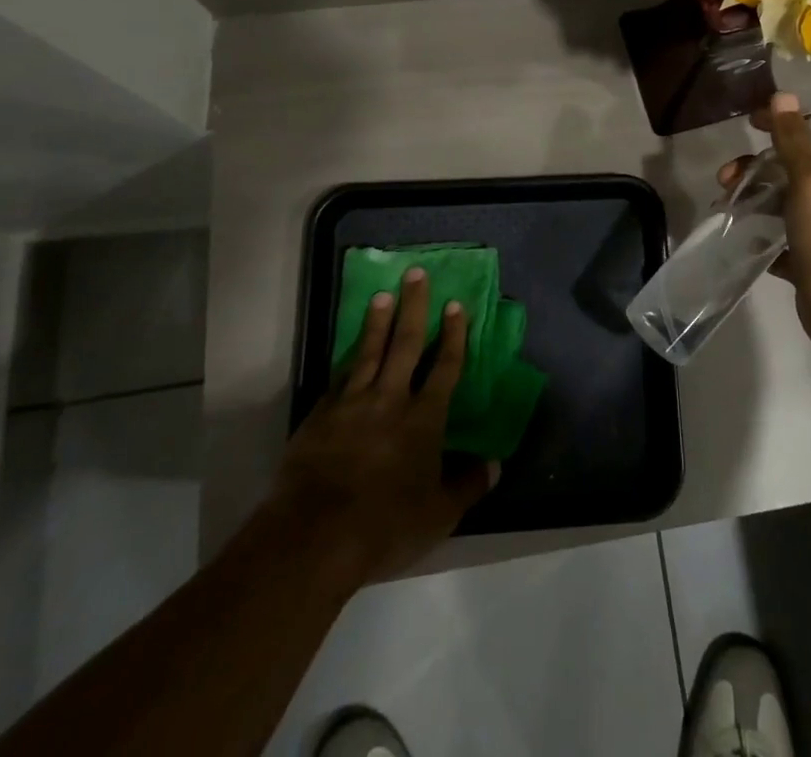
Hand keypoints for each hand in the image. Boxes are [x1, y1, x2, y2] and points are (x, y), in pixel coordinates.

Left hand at [264, 269, 496, 588]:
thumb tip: (496, 464)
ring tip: (383, 295)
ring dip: (378, 321)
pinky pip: (338, 379)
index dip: (453, 335)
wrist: (314, 537)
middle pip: (405, 344)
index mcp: (424, 419)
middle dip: (414, 307)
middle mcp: (390, 400)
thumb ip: (468, 485)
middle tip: (416, 274)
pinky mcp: (320, 417)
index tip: (455, 305)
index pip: (445, 367)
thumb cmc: (386, 525)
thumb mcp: (438, 514)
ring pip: (369, 352)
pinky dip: (347, 360)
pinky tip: (349, 351)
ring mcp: (352, 404)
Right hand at [720, 91, 810, 365]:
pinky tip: (736, 236)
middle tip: (725, 176)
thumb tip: (783, 96)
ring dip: (752, 198)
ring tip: (724, 206)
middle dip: (756, 166)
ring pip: (781, 204)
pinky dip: (757, 235)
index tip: (749, 122)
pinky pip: (777, 240)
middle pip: (791, 169)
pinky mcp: (807, 262)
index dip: (783, 123)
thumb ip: (795, 141)